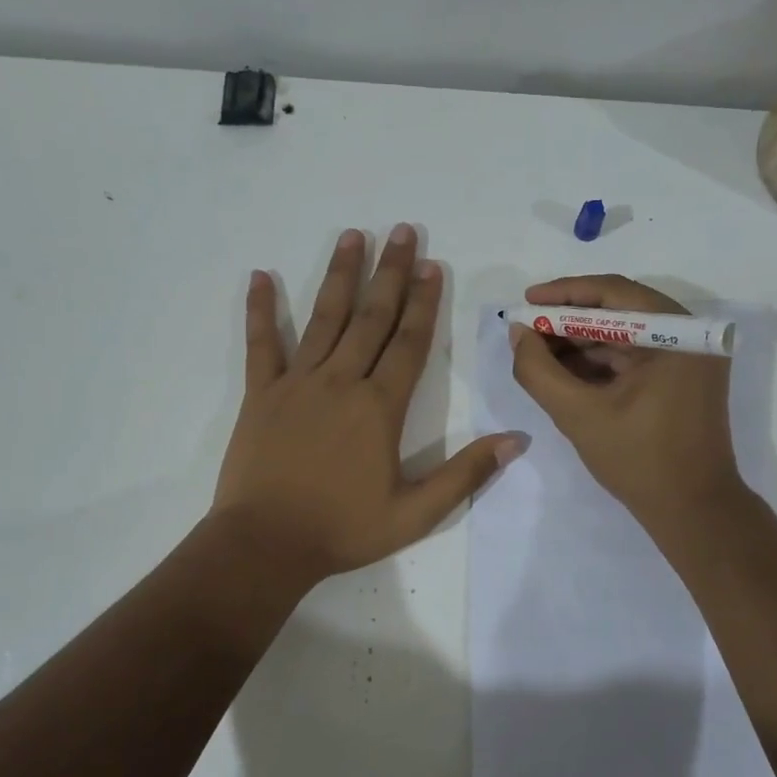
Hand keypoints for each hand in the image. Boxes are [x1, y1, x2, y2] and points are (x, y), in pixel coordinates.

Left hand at [212, 224, 523, 583]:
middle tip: (401, 231)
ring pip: (324, 318)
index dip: (423, 302)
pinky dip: (261, 310)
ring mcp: (296, 384)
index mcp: (379, 407)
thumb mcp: (416, 513)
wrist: (266, 545)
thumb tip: (517, 439)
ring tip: (353, 236)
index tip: (431, 264)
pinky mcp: (261, 395)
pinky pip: (261, 345)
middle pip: (371, 318)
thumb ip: (466, 474)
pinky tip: (260, 276)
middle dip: (390, 273)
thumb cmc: (343, 529)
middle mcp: (340, 382)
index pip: (409, 343)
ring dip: (340, 275)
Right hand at [509, 274, 744, 526]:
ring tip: (537, 354)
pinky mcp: (682, 380)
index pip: (614, 293)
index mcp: (677, 334)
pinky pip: (634, 358)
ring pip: (624, 336)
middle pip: (619, 312)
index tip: (525, 301)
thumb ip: (539, 371)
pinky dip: (600, 363)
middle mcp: (689, 336)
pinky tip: (564, 373)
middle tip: (526, 331)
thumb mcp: (578, 414)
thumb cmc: (639, 460)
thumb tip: (517, 333)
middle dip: (568, 322)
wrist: (693, 512)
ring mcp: (689, 359)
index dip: (564, 294)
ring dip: (580, 344)